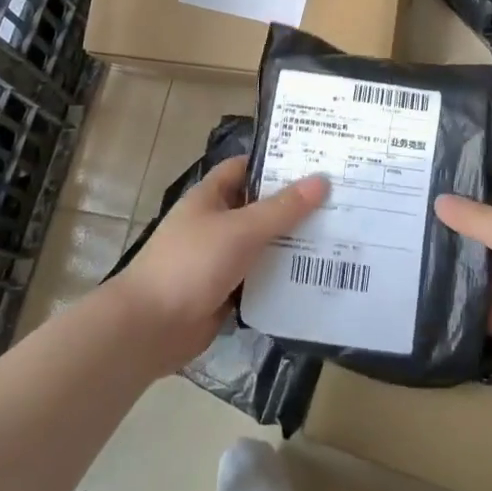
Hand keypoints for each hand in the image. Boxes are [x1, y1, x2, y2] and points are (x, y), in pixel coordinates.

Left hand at [111, 155, 328, 369]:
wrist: (149, 328)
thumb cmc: (191, 263)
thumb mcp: (241, 229)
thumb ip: (283, 208)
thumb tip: (322, 180)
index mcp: (211, 196)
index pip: (248, 168)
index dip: (278, 163)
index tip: (317, 162)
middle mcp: (216, 222)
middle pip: (261, 207)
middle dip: (295, 205)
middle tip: (342, 201)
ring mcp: (220, 258)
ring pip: (263, 244)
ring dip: (293, 244)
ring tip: (341, 236)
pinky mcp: (226, 291)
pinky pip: (261, 277)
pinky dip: (283, 277)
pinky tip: (317, 276)